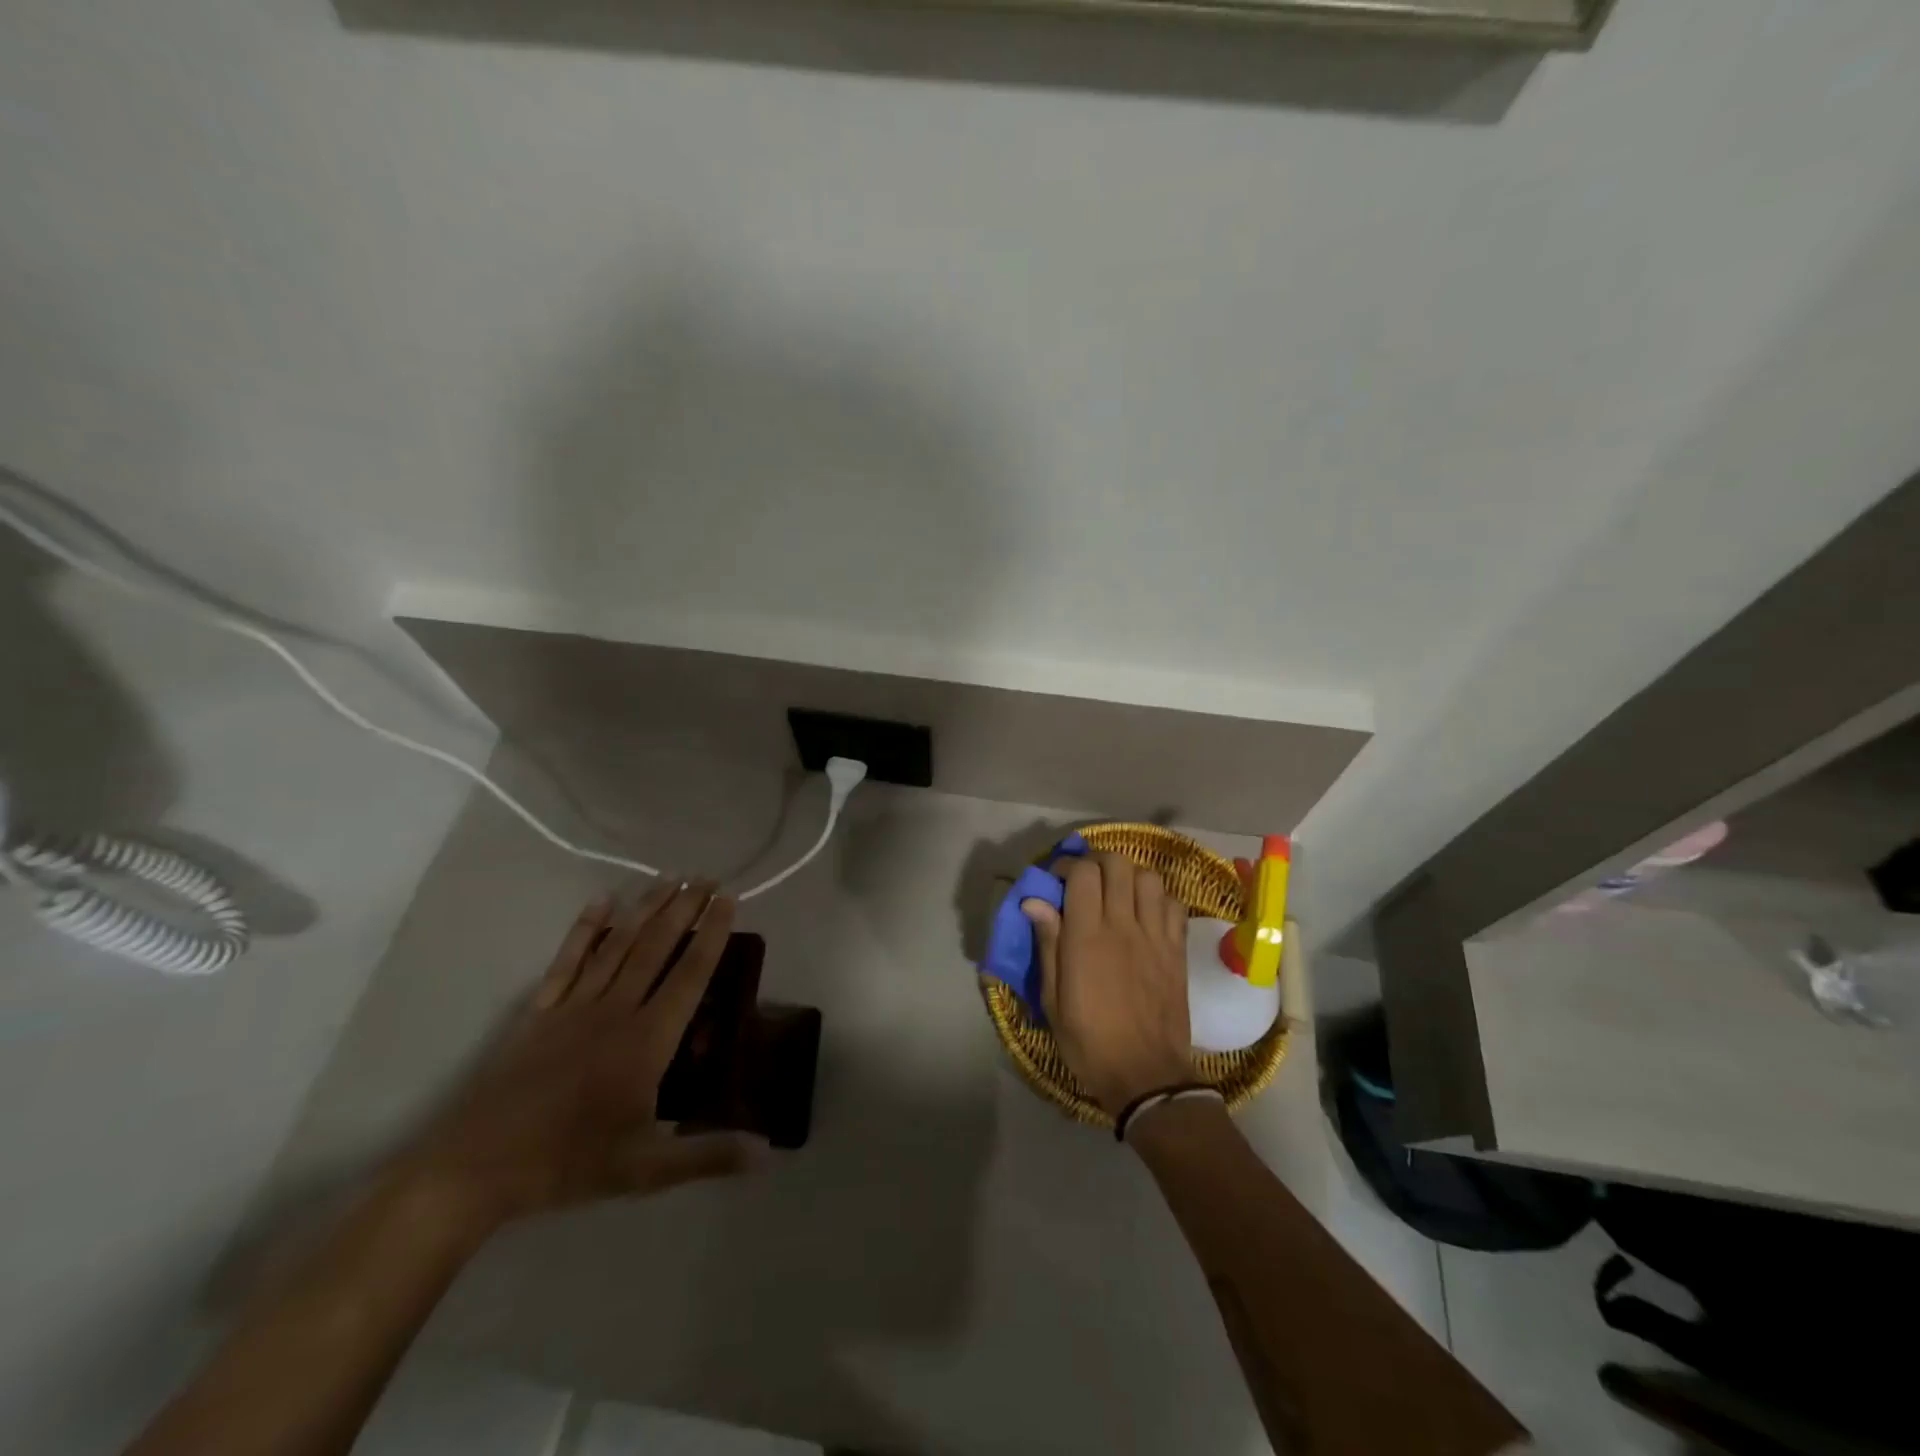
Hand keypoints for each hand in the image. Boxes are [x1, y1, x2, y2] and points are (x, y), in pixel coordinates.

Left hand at [403, 883, 765, 1231]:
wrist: (475, 1169)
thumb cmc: (567, 1163)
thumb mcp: (646, 1169)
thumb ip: (708, 1155)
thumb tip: (769, 1152)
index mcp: (647, 1040)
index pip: (690, 975)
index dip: (712, 935)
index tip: (729, 900)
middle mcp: (616, 1010)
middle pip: (657, 947)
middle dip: (685, 908)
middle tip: (708, 877)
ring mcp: (575, 1006)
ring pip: (618, 945)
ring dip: (647, 909)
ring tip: (670, 878)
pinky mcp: (541, 1012)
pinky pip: (568, 960)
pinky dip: (586, 929)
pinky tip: (601, 902)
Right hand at [1022, 852, 1193, 1116]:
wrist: (1147, 1076)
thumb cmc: (1090, 1041)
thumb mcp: (1054, 999)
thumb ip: (1048, 944)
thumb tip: (1034, 901)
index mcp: (1086, 937)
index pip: (1082, 873)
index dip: (1067, 865)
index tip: (1056, 880)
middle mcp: (1122, 926)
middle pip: (1117, 864)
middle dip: (1097, 862)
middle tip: (1086, 880)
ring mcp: (1155, 935)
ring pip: (1148, 876)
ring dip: (1129, 875)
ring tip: (1117, 892)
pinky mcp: (1176, 949)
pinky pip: (1173, 903)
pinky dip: (1157, 898)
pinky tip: (1145, 913)